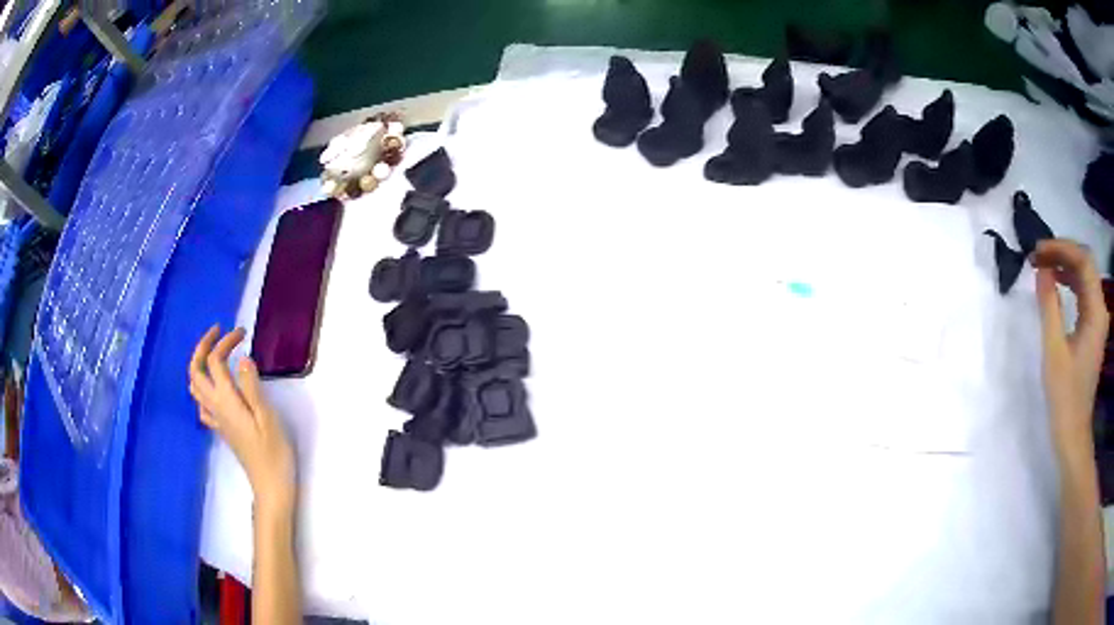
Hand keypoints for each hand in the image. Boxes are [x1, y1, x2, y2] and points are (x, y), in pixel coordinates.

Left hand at [189, 326, 295, 515]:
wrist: (271, 485)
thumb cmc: (274, 452)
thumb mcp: (268, 417)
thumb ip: (252, 387)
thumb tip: (242, 359)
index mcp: (227, 401)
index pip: (215, 361)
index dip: (225, 342)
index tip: (243, 333)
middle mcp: (216, 407)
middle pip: (195, 370)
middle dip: (203, 346)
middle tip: (219, 332)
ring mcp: (216, 419)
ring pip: (194, 386)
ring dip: (199, 363)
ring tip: (215, 353)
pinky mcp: (222, 429)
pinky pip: (202, 403)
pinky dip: (203, 387)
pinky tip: (215, 387)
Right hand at [1033, 239, 1109, 447]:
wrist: (1073, 434)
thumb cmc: (1064, 397)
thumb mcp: (1054, 352)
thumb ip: (1049, 306)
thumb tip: (1041, 269)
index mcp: (1096, 312)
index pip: (1083, 261)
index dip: (1062, 248)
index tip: (1038, 251)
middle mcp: (1100, 309)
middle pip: (1085, 263)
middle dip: (1063, 252)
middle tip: (1038, 256)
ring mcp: (1098, 319)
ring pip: (1084, 275)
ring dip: (1065, 265)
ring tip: (1043, 266)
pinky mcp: (1093, 328)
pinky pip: (1083, 292)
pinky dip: (1069, 281)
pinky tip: (1056, 284)